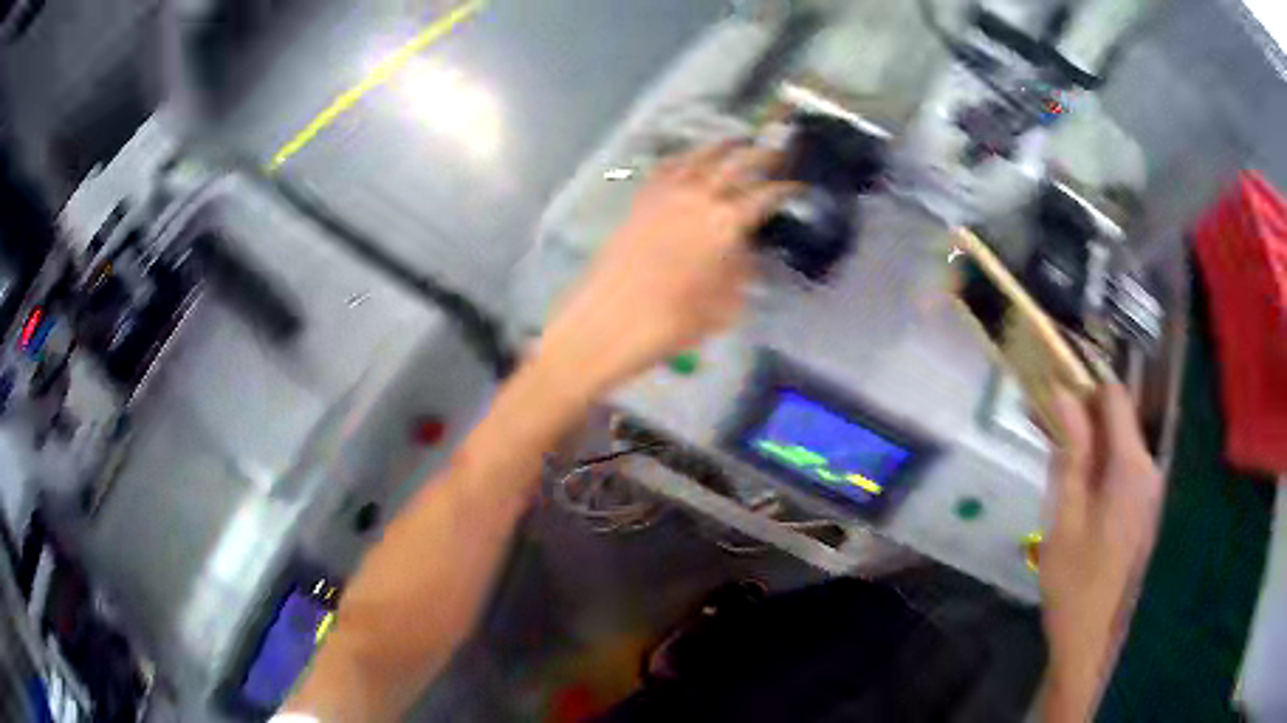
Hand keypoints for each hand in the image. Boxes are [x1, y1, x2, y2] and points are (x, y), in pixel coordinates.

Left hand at [536, 141, 798, 397]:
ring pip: (699, 157)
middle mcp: (698, 198)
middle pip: (736, 164)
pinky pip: (666, 169)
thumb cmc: (672, 324)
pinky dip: (683, 158)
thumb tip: (746, 252)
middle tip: (777, 151)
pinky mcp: (640, 201)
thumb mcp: (724, 307)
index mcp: (726, 224)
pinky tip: (689, 160)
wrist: (607, 323)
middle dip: (761, 155)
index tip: (798, 187)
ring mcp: (665, 195)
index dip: (785, 190)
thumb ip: (741, 273)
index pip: (765, 196)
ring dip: (722, 146)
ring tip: (737, 140)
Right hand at [1041, 384, 1164, 720]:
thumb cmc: (1074, 581)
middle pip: (1118, 420)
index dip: (1083, 386)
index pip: (1115, 397)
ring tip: (1053, 455)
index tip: (1051, 393)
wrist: (1091, 637)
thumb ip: (1070, 452)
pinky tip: (1074, 486)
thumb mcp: (1065, 516)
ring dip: (1088, 442)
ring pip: (1119, 444)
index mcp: (1132, 467)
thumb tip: (1064, 394)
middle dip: (1082, 416)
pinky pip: (1123, 468)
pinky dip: (1099, 465)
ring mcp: (1150, 489)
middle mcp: (1149, 469)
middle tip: (1043, 426)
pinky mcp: (1144, 507)